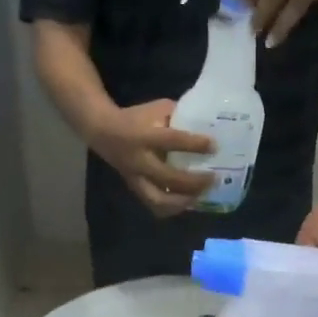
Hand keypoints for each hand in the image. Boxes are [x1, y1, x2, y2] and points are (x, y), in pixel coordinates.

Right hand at [90, 100, 213, 217]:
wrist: (103, 132)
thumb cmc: (135, 118)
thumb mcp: (156, 109)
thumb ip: (178, 116)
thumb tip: (205, 125)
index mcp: (145, 136)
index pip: (172, 141)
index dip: (195, 145)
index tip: (214, 146)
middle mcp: (140, 161)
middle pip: (169, 178)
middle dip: (193, 182)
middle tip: (213, 179)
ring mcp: (136, 178)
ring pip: (159, 199)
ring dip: (182, 201)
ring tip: (200, 197)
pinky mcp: (135, 189)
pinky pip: (153, 205)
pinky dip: (171, 208)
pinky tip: (185, 203)